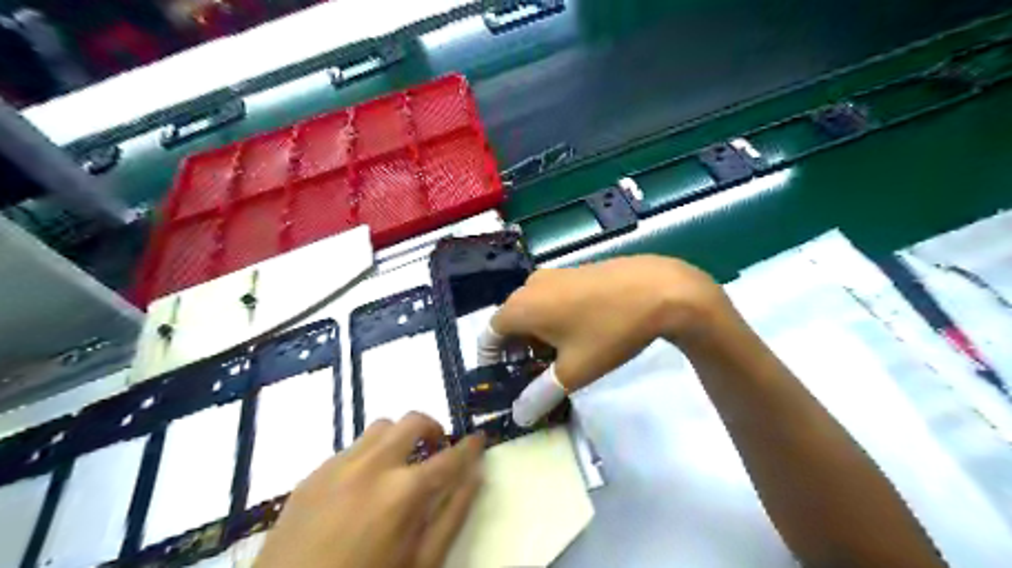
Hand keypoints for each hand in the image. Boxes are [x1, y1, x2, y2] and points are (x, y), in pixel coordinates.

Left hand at [251, 413, 481, 567]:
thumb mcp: (421, 563)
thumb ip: (453, 515)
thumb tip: (475, 476)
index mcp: (403, 492)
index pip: (450, 457)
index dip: (470, 446)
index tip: (479, 439)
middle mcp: (372, 466)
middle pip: (412, 421)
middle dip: (433, 429)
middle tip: (436, 449)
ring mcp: (338, 466)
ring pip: (381, 427)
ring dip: (399, 437)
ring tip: (399, 463)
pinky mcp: (313, 474)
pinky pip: (351, 448)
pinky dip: (369, 454)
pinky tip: (362, 485)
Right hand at [490, 256, 728, 389]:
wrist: (658, 290)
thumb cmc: (608, 332)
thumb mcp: (573, 371)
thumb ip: (540, 395)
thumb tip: (518, 415)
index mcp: (520, 307)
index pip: (489, 336)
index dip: (491, 362)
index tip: (504, 382)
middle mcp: (529, 286)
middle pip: (510, 322)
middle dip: (516, 352)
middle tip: (532, 377)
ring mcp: (553, 275)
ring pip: (532, 310)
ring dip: (535, 336)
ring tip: (556, 361)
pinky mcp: (574, 272)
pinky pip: (551, 299)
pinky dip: (552, 320)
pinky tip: (577, 336)